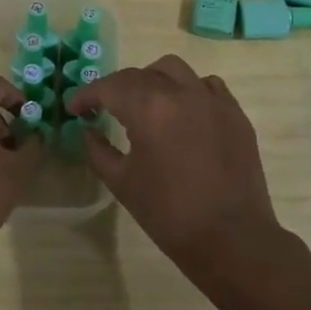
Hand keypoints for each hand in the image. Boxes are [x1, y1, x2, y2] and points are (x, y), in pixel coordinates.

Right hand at [69, 55, 288, 284]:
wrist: (231, 239)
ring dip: (153, 79)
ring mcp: (212, 100)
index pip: (110, 87)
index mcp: (149, 109)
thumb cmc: (169, 214)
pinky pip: (207, 85)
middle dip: (116, 88)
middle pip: (140, 75)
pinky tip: (182, 112)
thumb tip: (88, 130)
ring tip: (145, 103)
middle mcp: (181, 93)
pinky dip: (188, 90)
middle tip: (104, 108)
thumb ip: (98, 150)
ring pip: (175, 70)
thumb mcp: (122, 183)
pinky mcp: (235, 113)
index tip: (75, 108)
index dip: (87, 94)